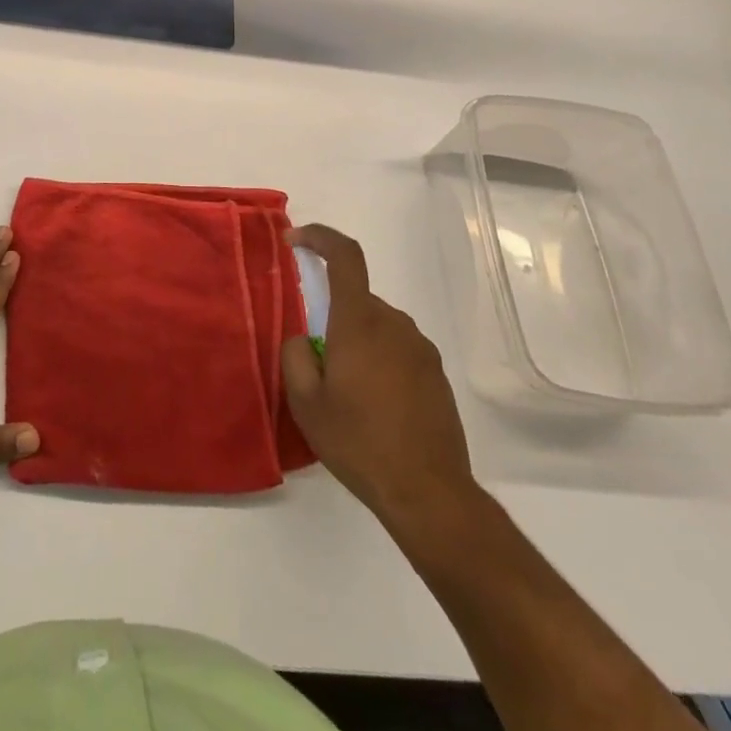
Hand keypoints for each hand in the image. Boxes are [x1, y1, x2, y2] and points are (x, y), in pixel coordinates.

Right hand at [281, 224, 481, 541]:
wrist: (429, 493)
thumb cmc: (360, 443)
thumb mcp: (306, 403)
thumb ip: (296, 355)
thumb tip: (305, 338)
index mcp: (359, 323)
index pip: (345, 256)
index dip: (319, 237)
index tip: (294, 240)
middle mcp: (393, 324)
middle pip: (356, 298)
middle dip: (332, 316)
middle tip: (318, 364)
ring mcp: (420, 348)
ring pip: (376, 325)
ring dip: (356, 341)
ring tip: (346, 392)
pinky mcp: (435, 373)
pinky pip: (397, 348)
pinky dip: (379, 361)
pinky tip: (374, 406)